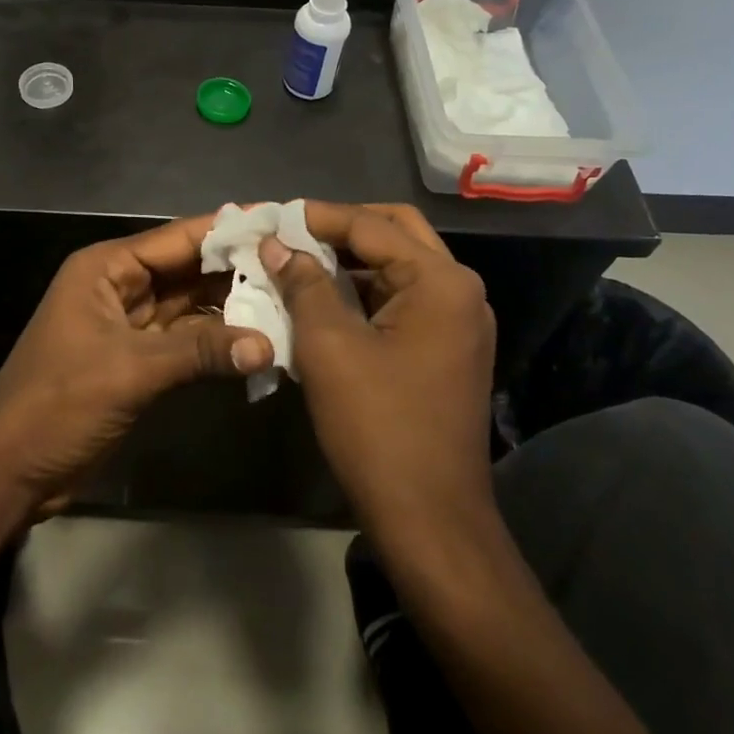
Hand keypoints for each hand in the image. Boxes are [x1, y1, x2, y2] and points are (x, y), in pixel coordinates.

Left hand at [0, 214, 273, 519]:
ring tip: (290, 300)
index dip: (228, 229)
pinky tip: (258, 340)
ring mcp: (130, 324)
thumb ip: (199, 352)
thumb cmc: (58, 403)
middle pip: (188, 269)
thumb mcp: (128, 370)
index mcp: (107, 268)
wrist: (11, 470)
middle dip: (237, 268)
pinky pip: (186, 340)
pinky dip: (217, 341)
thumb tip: (268, 344)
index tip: (279, 220)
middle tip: (298, 264)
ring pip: (190, 305)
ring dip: (232, 306)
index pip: (178, 238)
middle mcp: (120, 286)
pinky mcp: (138, 360)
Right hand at [260, 202, 494, 531]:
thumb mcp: (329, 347)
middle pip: (396, 234)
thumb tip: (278, 244)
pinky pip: (404, 300)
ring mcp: (459, 322)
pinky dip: (365, 291)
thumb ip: (304, 284)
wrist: (429, 518)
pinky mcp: (448, 349)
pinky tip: (325, 298)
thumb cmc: (377, 426)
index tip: (272, 215)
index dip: (318, 217)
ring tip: (298, 260)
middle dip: (342, 228)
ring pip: (399, 267)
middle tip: (292, 233)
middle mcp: (460, 291)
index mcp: (441, 281)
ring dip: (351, 260)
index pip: (371, 226)